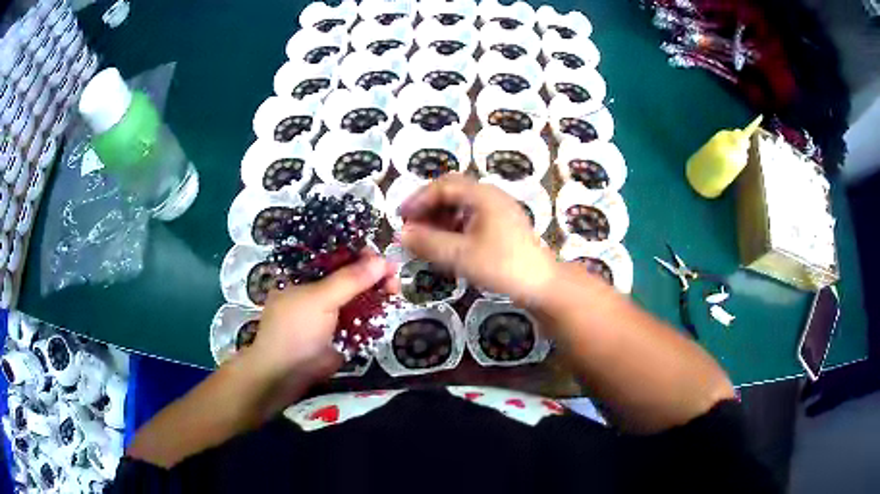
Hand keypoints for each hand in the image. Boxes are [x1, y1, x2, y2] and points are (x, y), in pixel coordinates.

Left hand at [246, 253, 397, 388]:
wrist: (287, 374)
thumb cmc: (295, 329)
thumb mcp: (320, 299)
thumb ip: (351, 279)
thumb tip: (384, 260)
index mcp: (304, 274)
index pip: (334, 255)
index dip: (358, 253)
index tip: (382, 256)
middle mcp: (317, 289)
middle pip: (349, 275)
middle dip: (372, 274)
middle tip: (394, 277)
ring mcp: (329, 311)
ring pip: (358, 296)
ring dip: (376, 293)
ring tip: (395, 291)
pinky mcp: (340, 331)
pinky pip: (360, 317)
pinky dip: (374, 312)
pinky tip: (388, 306)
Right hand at [399, 174, 557, 305]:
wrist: (541, 284)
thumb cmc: (502, 266)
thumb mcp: (460, 255)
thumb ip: (428, 243)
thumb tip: (401, 234)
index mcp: (482, 195)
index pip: (443, 186)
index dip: (418, 199)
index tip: (401, 217)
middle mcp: (491, 195)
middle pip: (452, 191)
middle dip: (428, 207)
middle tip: (411, 225)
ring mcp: (499, 209)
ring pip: (462, 204)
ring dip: (440, 216)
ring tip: (426, 236)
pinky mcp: (502, 224)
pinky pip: (472, 216)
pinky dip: (454, 225)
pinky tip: (447, 242)